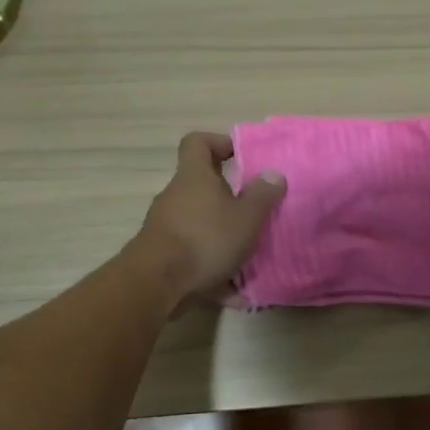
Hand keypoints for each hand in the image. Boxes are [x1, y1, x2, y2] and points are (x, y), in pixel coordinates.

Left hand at [134, 132, 286, 307]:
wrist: (156, 282)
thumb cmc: (205, 238)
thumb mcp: (245, 217)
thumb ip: (262, 195)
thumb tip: (273, 173)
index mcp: (194, 176)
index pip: (198, 142)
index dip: (219, 143)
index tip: (241, 157)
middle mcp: (175, 194)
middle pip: (200, 184)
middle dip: (228, 196)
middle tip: (253, 209)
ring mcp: (164, 224)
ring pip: (198, 219)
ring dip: (221, 232)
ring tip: (247, 252)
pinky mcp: (161, 252)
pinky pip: (192, 250)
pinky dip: (210, 262)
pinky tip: (231, 286)